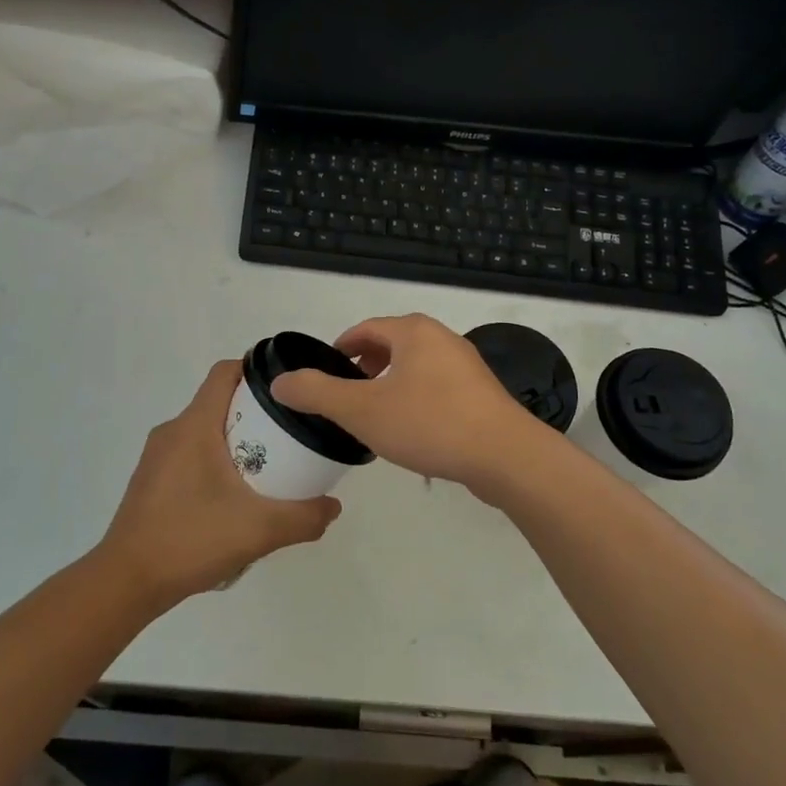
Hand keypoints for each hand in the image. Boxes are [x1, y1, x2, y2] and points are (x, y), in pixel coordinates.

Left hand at [96, 360, 340, 607]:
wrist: (127, 582)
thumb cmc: (190, 539)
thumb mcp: (259, 530)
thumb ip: (303, 517)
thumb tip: (333, 507)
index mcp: (194, 425)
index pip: (225, 372)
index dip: (257, 371)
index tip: (288, 391)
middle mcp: (173, 431)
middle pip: (219, 401)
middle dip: (256, 411)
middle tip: (289, 434)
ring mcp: (157, 456)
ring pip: (205, 430)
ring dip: (236, 439)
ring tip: (268, 466)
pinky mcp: (152, 480)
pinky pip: (190, 454)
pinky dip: (216, 461)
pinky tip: (233, 497)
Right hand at [271, 313, 552, 490]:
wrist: (505, 456)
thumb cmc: (429, 423)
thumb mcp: (361, 410)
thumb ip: (317, 394)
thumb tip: (279, 382)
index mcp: (413, 331)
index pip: (365, 329)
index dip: (341, 348)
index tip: (325, 375)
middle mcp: (442, 338)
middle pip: (392, 345)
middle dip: (365, 367)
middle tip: (347, 396)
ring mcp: (467, 366)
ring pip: (416, 368)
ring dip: (391, 386)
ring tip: (375, 416)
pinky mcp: (483, 394)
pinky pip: (438, 389)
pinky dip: (417, 400)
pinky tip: (413, 433)